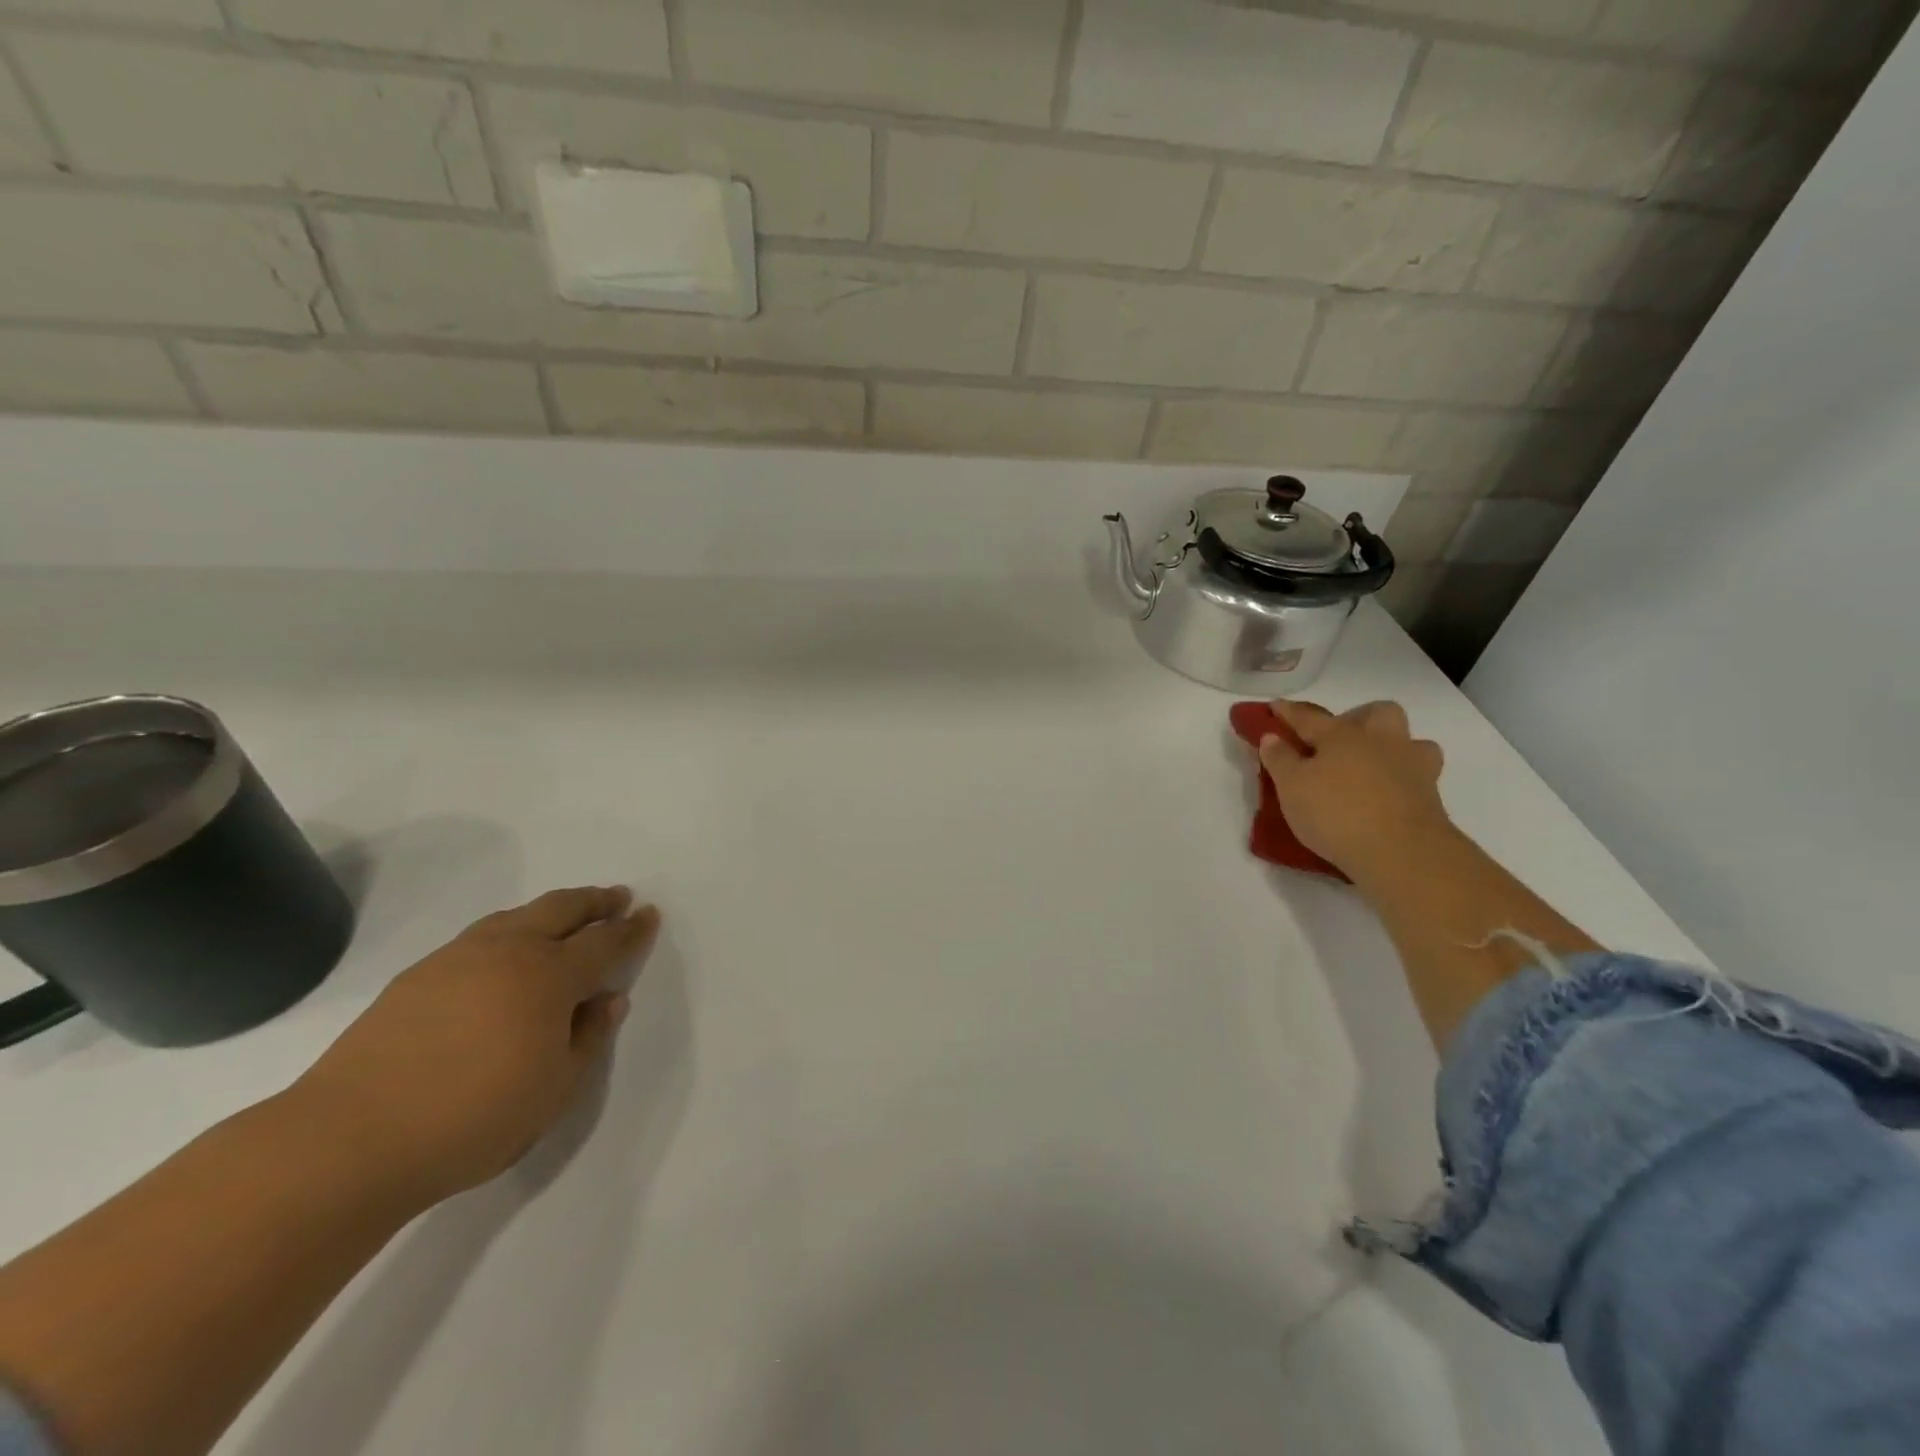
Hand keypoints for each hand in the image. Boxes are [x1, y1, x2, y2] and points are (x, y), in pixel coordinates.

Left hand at [290, 887, 660, 1205]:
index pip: (604, 942)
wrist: (349, 1140)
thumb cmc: (473, 1118)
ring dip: (551, 910)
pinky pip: (481, 935)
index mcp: (550, 977)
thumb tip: (608, 1000)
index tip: (649, 914)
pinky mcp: (418, 975)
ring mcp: (458, 958)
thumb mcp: (556, 1090)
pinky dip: (510, 930)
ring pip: (517, 916)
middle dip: (595, 901)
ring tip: (567, 915)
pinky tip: (505, 952)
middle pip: (562, 909)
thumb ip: (588, 1038)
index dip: (632, 929)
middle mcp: (509, 952)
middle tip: (617, 897)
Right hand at [1257, 700, 1452, 878]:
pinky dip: (1402, 779)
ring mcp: (1412, 766)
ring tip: (1371, 767)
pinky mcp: (1432, 796)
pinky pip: (1417, 775)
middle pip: (1376, 713)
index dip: (1288, 712)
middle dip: (1358, 717)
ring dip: (1391, 746)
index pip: (1309, 717)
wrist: (1402, 853)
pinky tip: (1388, 794)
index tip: (1275, 707)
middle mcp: (1380, 741)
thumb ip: (1280, 759)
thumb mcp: (1291, 787)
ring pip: (1409, 741)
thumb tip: (1272, 736)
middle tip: (1338, 740)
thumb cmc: (1336, 813)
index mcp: (1342, 735)